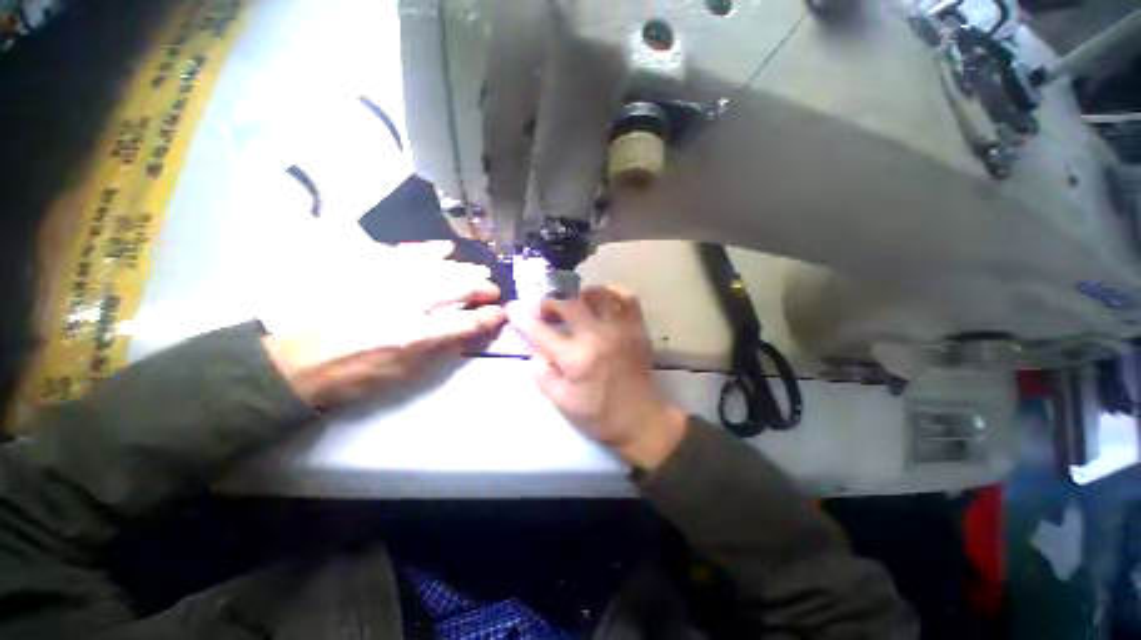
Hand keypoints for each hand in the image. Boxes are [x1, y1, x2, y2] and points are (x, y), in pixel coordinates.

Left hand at [262, 241, 505, 408]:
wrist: (302, 360)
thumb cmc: (360, 374)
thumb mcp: (407, 374)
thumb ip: (442, 350)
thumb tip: (471, 332)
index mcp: (416, 336)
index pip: (467, 322)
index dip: (490, 317)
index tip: (501, 313)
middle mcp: (407, 304)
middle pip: (457, 287)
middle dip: (482, 287)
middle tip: (494, 291)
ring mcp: (388, 282)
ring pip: (439, 267)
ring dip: (465, 268)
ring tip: (480, 270)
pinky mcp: (370, 270)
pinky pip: (407, 252)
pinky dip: (430, 249)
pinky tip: (445, 248)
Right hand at [508, 286, 686, 470]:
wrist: (640, 418)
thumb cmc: (598, 414)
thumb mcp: (560, 401)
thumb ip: (541, 372)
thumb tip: (533, 346)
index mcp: (575, 358)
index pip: (540, 331)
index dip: (522, 318)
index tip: (512, 308)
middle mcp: (597, 336)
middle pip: (568, 303)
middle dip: (550, 303)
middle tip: (545, 311)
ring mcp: (620, 328)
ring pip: (597, 294)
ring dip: (579, 296)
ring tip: (573, 305)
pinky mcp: (637, 327)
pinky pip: (626, 297)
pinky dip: (611, 292)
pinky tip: (602, 300)